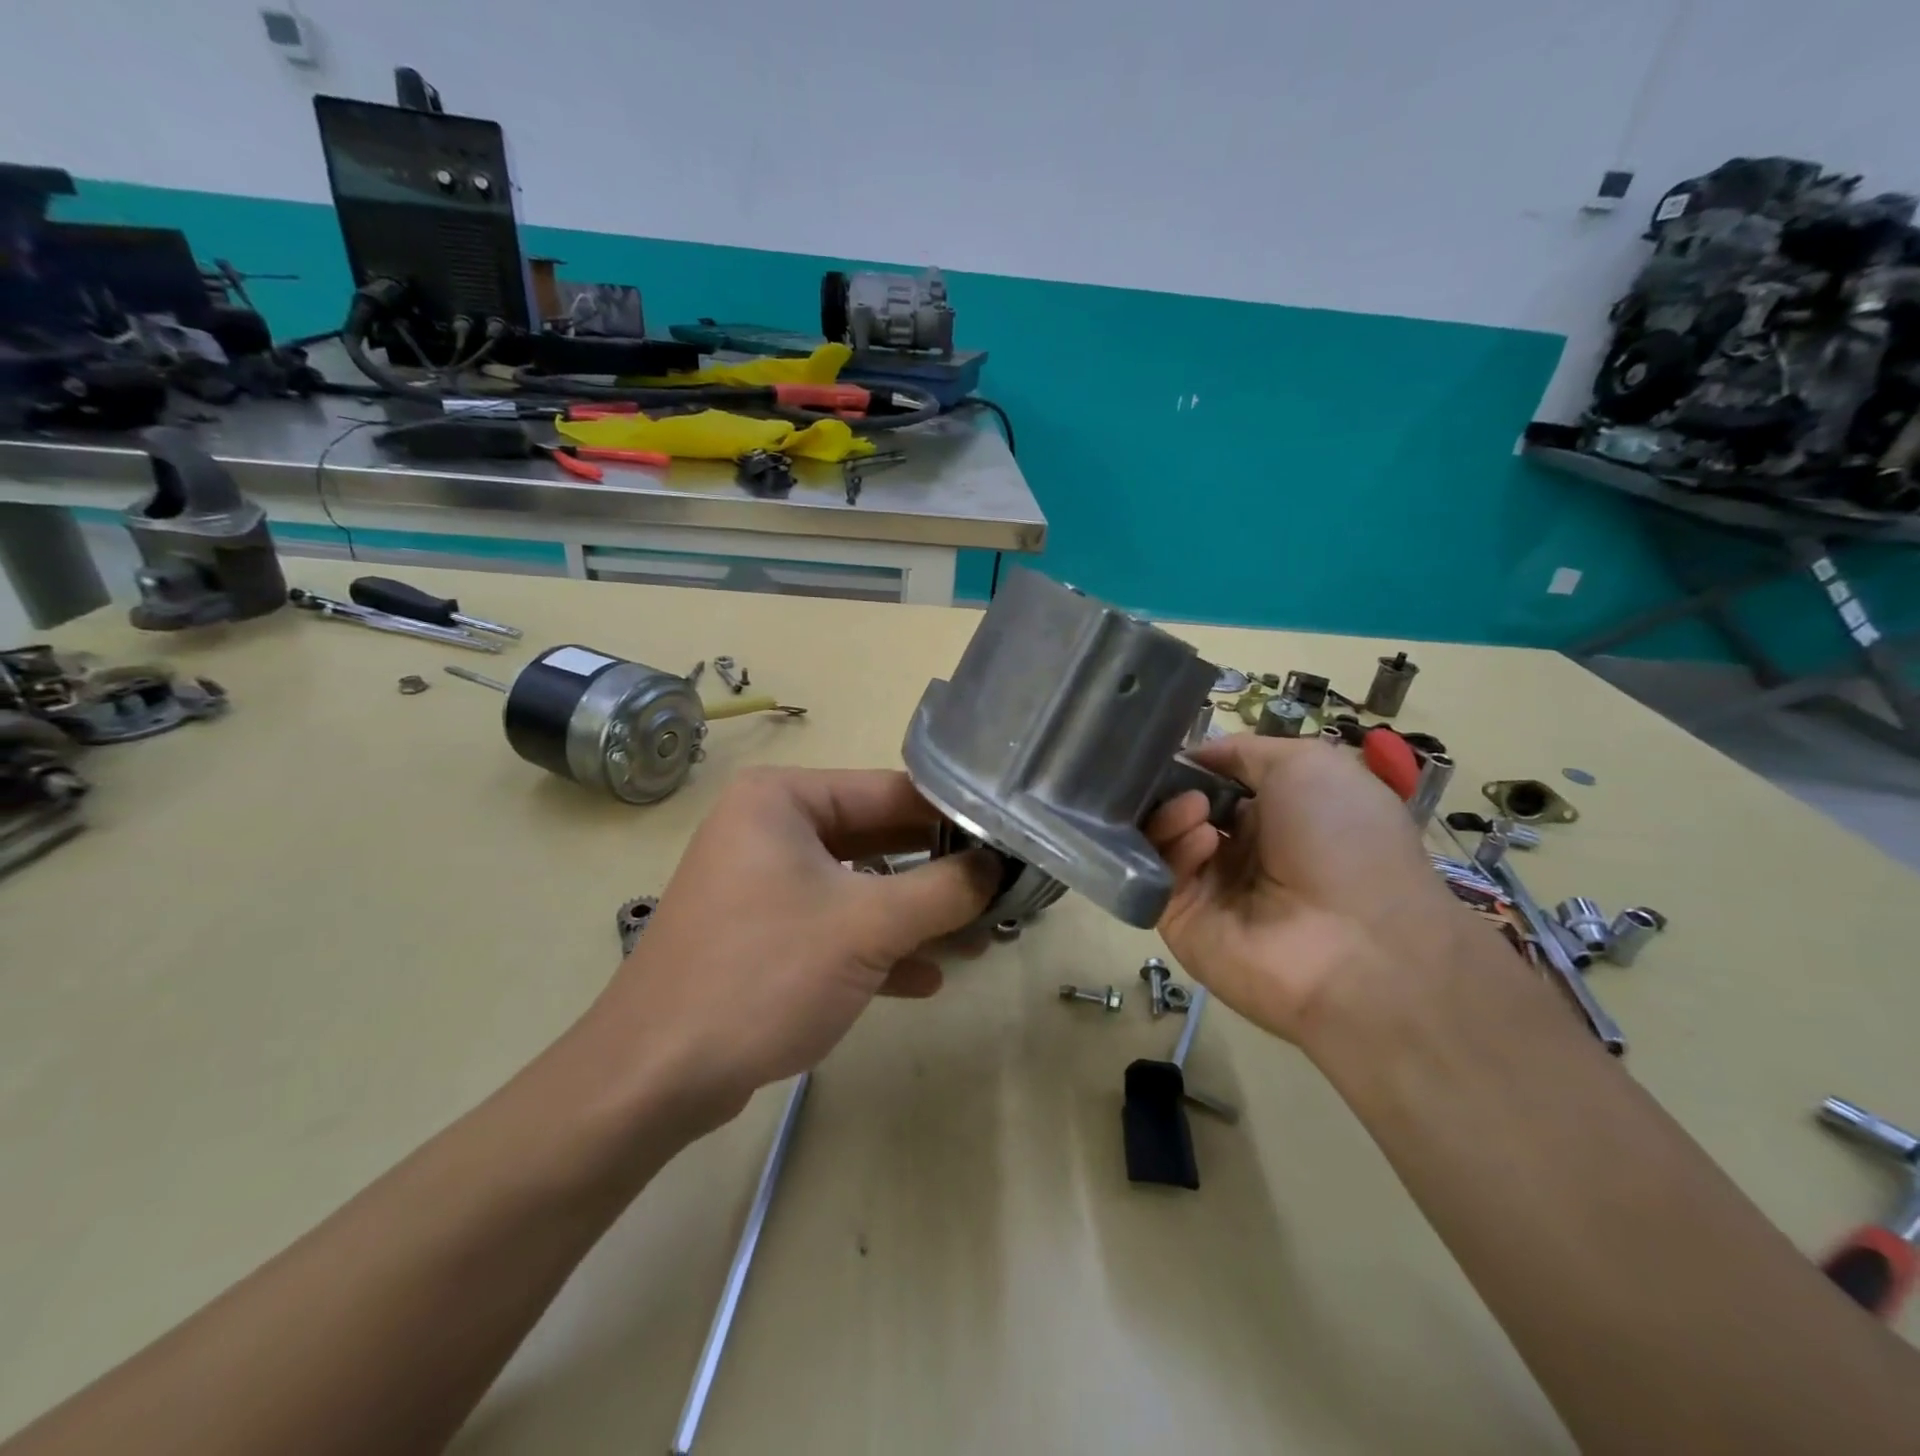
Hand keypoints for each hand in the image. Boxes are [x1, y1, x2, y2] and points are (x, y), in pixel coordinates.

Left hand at [591, 767, 997, 1123]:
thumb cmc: (763, 975)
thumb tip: (997, 869)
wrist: (653, 1078)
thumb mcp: (866, 927)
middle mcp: (770, 828)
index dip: (953, 817)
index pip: (890, 792)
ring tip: (976, 940)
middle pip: (877, 838)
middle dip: (937, 873)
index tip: (1009, 842)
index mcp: (783, 800)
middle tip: (1001, 891)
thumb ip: (942, 891)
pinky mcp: (763, 934)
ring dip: (914, 916)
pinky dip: (877, 948)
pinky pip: (834, 926)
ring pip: (859, 886)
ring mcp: (764, 883)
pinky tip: (926, 979)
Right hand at [1145, 736, 1470, 1046]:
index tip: (1172, 749)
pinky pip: (1161, 875)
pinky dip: (1175, 849)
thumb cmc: (1345, 839)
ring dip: (1173, 813)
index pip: (1215, 784)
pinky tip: (1203, 842)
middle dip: (1173, 787)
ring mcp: (1209, 889)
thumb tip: (1192, 756)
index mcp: (1276, 818)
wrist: (1360, 943)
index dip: (1194, 765)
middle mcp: (1241, 853)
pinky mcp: (1182, 922)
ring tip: (1196, 809)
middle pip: (1181, 809)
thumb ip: (1244, 752)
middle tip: (1176, 779)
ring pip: (1164, 839)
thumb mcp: (1310, 765)